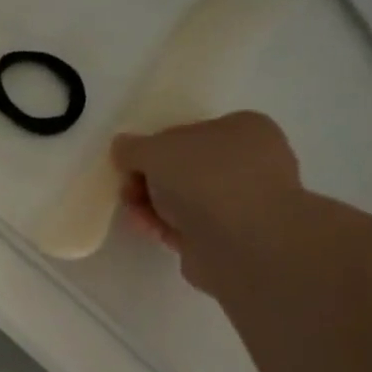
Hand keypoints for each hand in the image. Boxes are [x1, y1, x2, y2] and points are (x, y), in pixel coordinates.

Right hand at [112, 112, 301, 294]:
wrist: (243, 242)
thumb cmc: (206, 179)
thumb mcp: (156, 150)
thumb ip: (134, 148)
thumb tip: (122, 146)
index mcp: (243, 129)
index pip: (187, 133)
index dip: (153, 148)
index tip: (130, 165)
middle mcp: (248, 162)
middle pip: (182, 168)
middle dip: (149, 180)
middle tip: (128, 191)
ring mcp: (241, 202)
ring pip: (184, 199)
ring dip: (153, 205)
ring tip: (134, 214)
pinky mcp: (229, 237)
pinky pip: (188, 226)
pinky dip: (165, 226)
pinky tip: (147, 229)